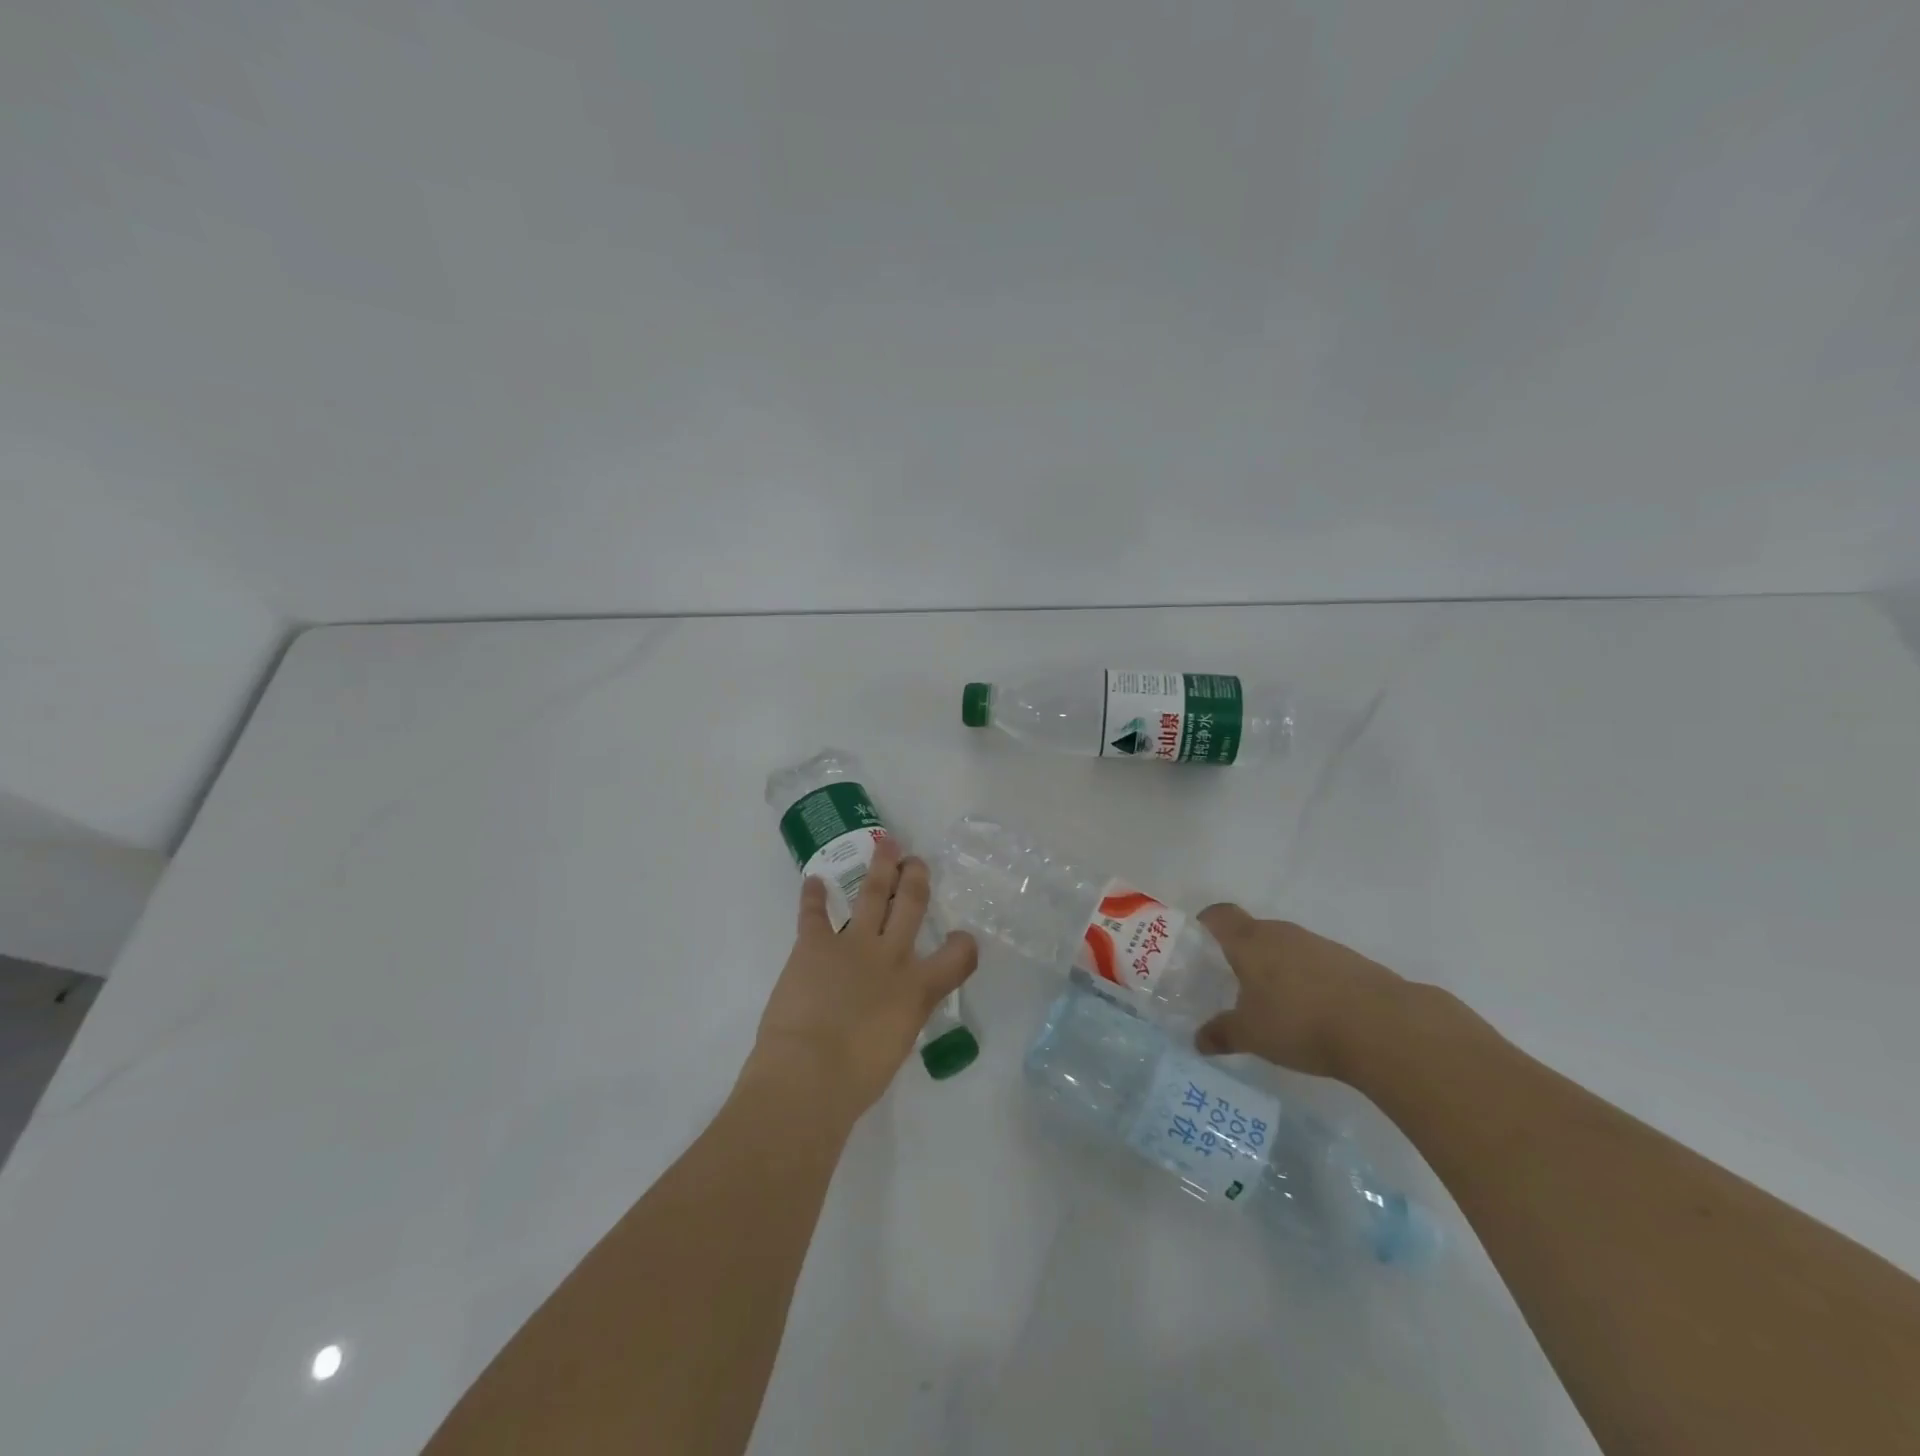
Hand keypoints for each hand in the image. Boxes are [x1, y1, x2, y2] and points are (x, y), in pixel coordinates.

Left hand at [744, 837, 977, 1122]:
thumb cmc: (857, 1078)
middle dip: (917, 879)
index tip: (963, 938)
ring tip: (886, 844)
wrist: (810, 1074)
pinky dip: (812, 896)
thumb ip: (899, 1019)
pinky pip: (814, 913)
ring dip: (881, 868)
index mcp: (917, 989)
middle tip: (917, 861)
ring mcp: (853, 944)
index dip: (965, 944)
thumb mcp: (896, 1047)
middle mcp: (892, 957)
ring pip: (873, 894)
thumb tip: (889, 1012)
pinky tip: (813, 880)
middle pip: (912, 906)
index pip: (958, 956)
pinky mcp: (815, 944)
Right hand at [1191, 905, 1410, 1081]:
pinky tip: (1312, 1011)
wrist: (1383, 1027)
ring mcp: (1318, 945)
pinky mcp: (1349, 961)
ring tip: (1274, 1002)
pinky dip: (1307, 980)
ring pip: (1286, 947)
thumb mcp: (1252, 1035)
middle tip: (1232, 982)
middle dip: (1241, 952)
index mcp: (1250, 942)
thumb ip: (1222, 1034)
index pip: (1220, 915)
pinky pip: (1315, 963)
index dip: (1207, 923)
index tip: (1199, 943)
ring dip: (1276, 967)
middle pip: (1253, 931)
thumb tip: (1197, 1040)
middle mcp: (1282, 934)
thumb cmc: (1300, 1022)